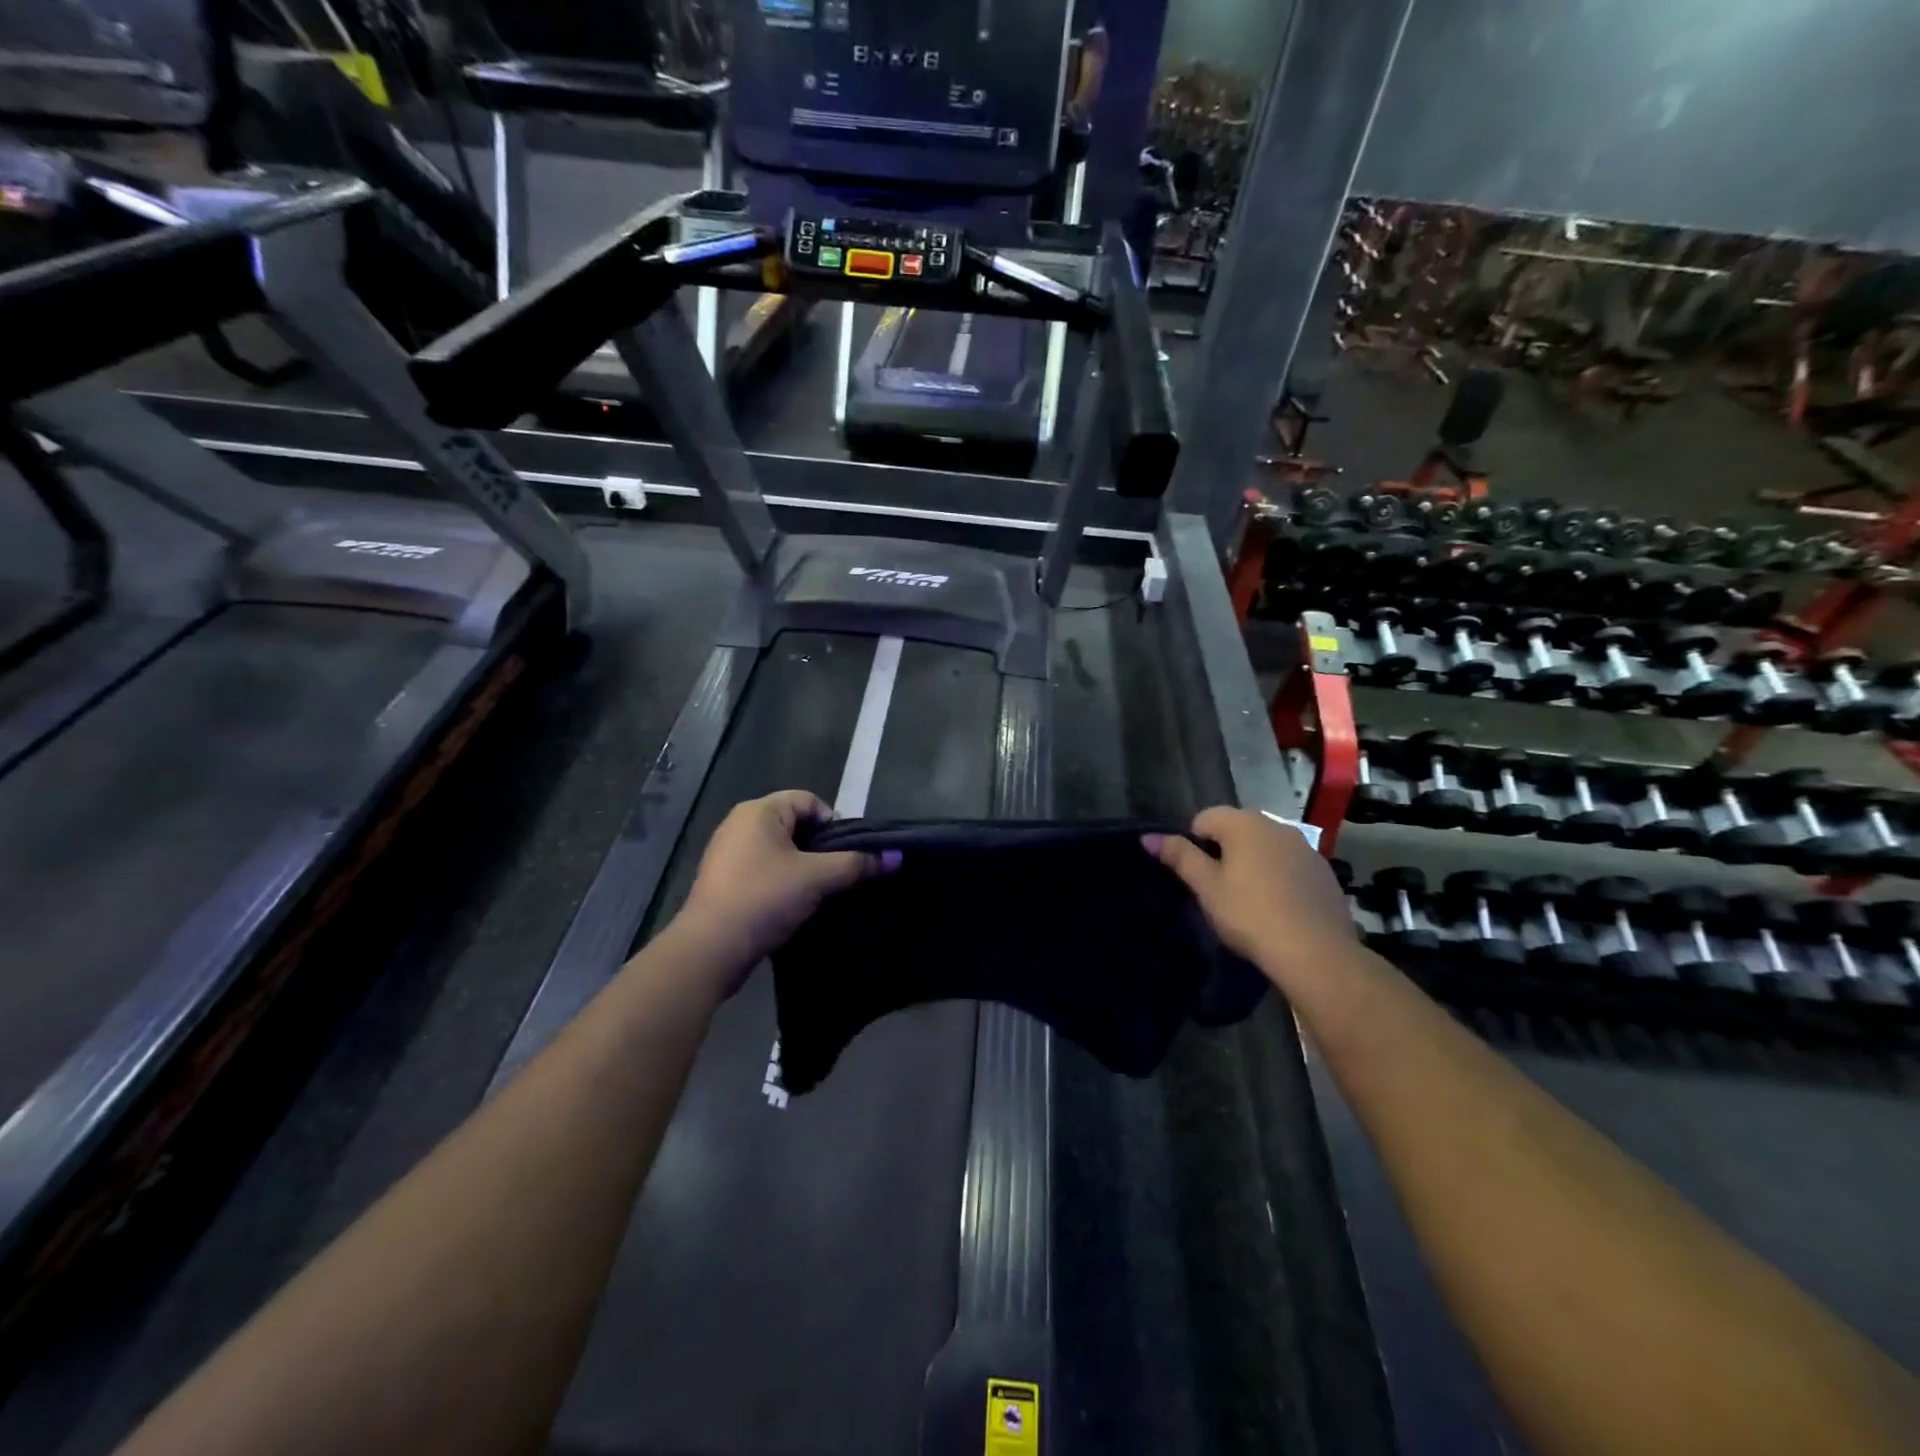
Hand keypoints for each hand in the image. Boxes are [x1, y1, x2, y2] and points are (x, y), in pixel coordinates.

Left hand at [678, 791, 892, 976]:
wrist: (710, 949)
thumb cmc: (764, 898)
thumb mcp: (817, 878)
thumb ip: (857, 863)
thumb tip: (896, 856)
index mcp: (759, 811)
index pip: (809, 801)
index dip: (834, 824)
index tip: (847, 855)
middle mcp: (740, 824)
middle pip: (795, 826)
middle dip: (820, 849)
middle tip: (838, 875)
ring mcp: (728, 853)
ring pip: (780, 852)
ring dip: (803, 869)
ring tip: (819, 893)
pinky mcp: (723, 882)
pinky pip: (764, 871)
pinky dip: (782, 883)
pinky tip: (793, 906)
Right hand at [1147, 807, 1353, 987]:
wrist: (1316, 954)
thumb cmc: (1251, 916)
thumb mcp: (1207, 888)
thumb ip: (1179, 857)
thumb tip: (1148, 837)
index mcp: (1244, 823)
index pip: (1204, 818)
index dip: (1194, 845)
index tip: (1198, 878)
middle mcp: (1277, 825)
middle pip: (1237, 828)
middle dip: (1224, 851)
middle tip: (1219, 890)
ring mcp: (1305, 847)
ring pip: (1265, 846)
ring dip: (1252, 862)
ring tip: (1249, 900)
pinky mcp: (1324, 871)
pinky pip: (1289, 864)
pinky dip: (1278, 876)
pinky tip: (1278, 907)